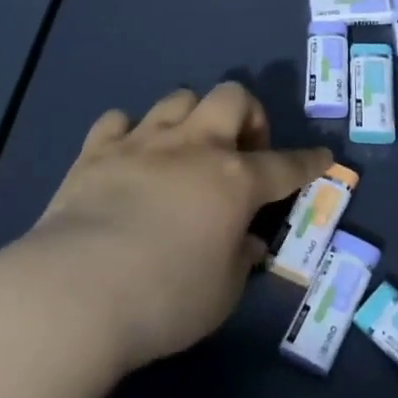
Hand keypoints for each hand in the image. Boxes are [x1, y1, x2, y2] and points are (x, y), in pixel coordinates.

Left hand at [21, 81, 329, 370]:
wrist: (75, 293)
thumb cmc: (164, 300)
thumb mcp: (221, 294)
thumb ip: (239, 261)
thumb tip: (245, 241)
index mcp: (234, 181)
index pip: (286, 165)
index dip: (308, 161)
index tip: (322, 157)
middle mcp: (194, 148)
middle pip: (232, 97)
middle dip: (247, 115)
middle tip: (241, 151)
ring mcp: (142, 143)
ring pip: (179, 98)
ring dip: (191, 118)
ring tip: (185, 150)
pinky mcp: (96, 152)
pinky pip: (118, 120)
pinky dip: (129, 133)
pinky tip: (129, 158)